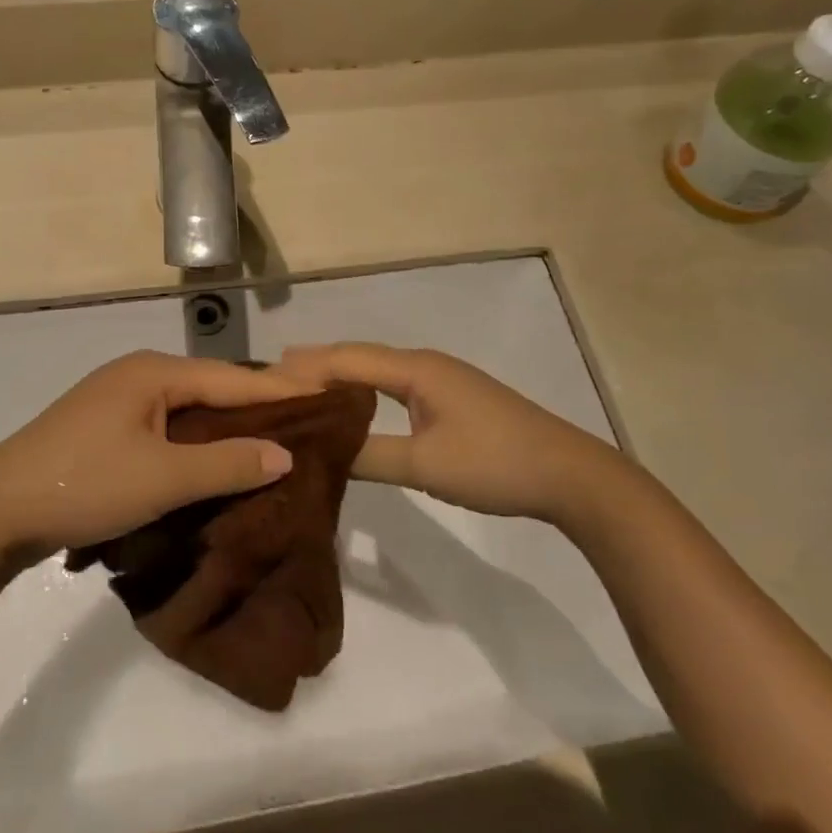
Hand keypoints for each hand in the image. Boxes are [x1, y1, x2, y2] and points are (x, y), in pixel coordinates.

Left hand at [0, 351, 312, 554]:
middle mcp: (139, 375)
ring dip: (227, 428)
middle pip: (212, 388)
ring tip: (273, 446)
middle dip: (257, 408)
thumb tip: (285, 453)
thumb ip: (227, 464)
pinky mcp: (106, 428)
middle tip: (308, 425)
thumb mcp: (162, 478)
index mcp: (154, 372)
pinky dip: (197, 443)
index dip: (281, 391)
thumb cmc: (83, 484)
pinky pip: (167, 428)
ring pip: (190, 410)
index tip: (328, 398)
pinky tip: (216, 462)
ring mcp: (119, 401)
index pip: (234, 378)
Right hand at [276, 343, 646, 525]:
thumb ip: (368, 455)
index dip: (303, 367)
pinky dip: (362, 392)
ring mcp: (441, 380)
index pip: (345, 359)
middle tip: (269, 381)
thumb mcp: (426, 464)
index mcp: (415, 369)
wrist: (570, 475)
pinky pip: (392, 386)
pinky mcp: (451, 399)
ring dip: (338, 378)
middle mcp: (424, 364)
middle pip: (358, 358)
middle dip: (314, 366)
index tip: (261, 378)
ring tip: (299, 390)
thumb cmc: (495, 462)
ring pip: (376, 371)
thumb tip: (316, 449)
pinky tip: (351, 408)